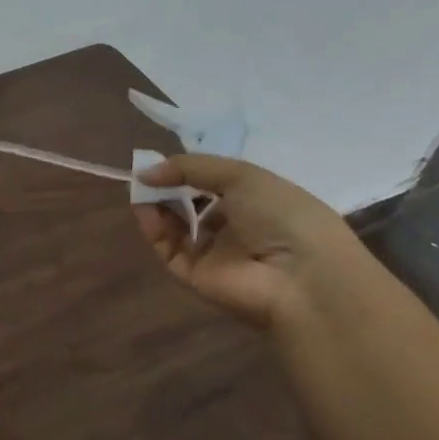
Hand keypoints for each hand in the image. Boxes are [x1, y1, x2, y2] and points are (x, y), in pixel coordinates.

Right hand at [134, 155, 368, 326]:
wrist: (299, 277)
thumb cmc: (281, 215)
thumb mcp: (241, 176)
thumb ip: (191, 167)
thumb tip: (145, 172)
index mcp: (257, 203)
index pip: (214, 186)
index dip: (188, 173)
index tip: (162, 163)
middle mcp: (236, 228)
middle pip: (192, 206)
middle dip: (167, 189)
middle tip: (145, 176)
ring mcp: (214, 255)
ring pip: (175, 228)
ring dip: (156, 206)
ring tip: (140, 189)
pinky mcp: (194, 276)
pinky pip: (167, 249)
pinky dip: (152, 228)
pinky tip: (143, 208)